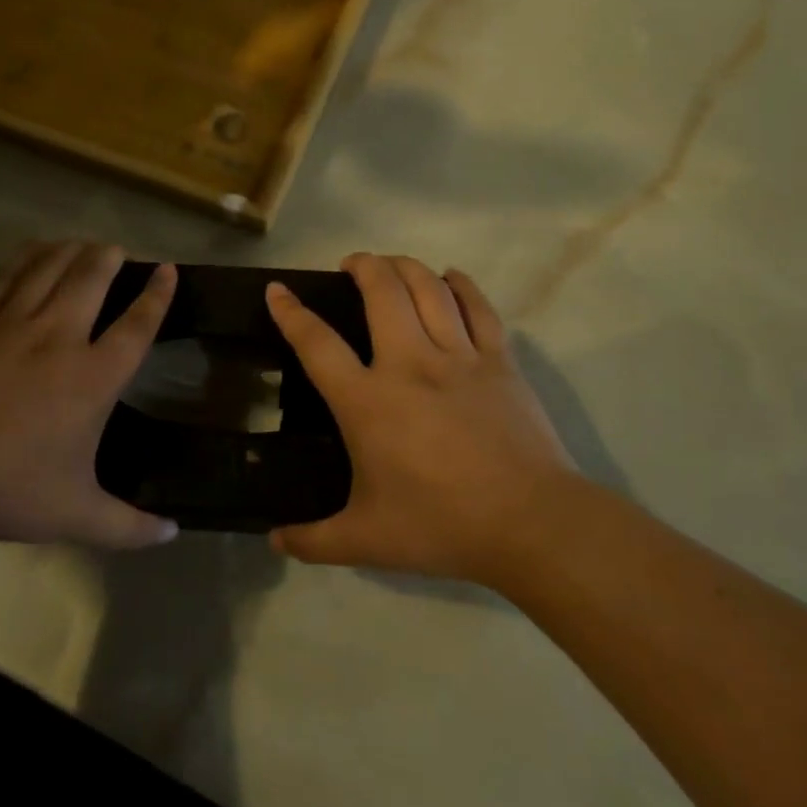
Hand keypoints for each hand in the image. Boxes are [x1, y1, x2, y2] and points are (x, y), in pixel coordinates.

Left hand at [0, 241, 178, 548]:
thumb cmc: (8, 490)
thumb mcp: (78, 516)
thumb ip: (129, 525)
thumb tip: (173, 534)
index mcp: (93, 377)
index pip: (137, 325)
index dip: (157, 295)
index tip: (168, 271)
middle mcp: (59, 337)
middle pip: (92, 279)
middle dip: (110, 258)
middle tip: (118, 251)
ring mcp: (11, 323)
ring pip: (49, 268)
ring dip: (71, 251)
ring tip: (82, 244)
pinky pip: (5, 276)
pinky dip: (24, 259)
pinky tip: (31, 254)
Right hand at [265, 254, 585, 584]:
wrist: (531, 524)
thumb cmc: (441, 526)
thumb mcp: (366, 541)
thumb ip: (314, 540)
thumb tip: (275, 541)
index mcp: (368, 402)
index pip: (317, 343)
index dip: (291, 312)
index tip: (278, 290)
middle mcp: (409, 365)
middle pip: (382, 292)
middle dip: (362, 266)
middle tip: (352, 265)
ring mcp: (459, 358)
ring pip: (429, 289)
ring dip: (405, 266)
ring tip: (392, 264)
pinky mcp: (500, 362)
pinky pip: (479, 307)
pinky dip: (461, 285)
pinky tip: (451, 277)